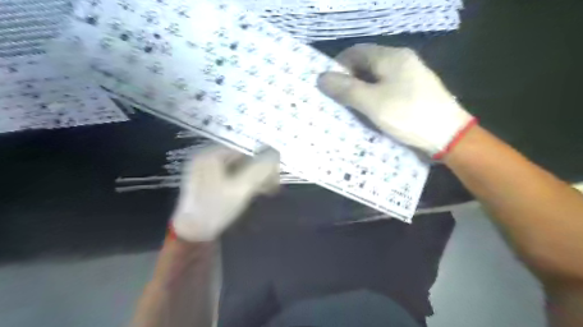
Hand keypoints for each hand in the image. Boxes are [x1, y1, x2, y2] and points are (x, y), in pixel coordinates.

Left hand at [172, 145, 279, 241]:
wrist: (193, 234)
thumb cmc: (215, 208)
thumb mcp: (241, 188)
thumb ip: (260, 169)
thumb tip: (276, 154)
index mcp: (210, 155)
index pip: (244, 149)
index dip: (263, 158)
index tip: (276, 172)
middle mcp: (207, 159)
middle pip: (241, 159)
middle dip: (260, 170)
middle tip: (274, 183)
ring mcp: (208, 173)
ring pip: (239, 169)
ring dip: (255, 177)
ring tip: (269, 189)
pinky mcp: (211, 185)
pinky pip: (233, 177)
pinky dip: (246, 183)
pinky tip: (257, 192)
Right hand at [317, 43, 474, 158]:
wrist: (448, 135)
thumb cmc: (407, 115)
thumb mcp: (371, 102)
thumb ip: (346, 89)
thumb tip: (322, 78)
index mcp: (391, 57)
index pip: (356, 51)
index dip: (338, 65)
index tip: (328, 85)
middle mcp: (401, 61)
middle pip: (366, 64)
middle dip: (349, 79)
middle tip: (336, 99)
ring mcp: (410, 76)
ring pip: (376, 78)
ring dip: (360, 89)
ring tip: (349, 107)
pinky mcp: (414, 91)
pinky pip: (387, 88)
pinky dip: (374, 96)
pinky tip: (369, 111)